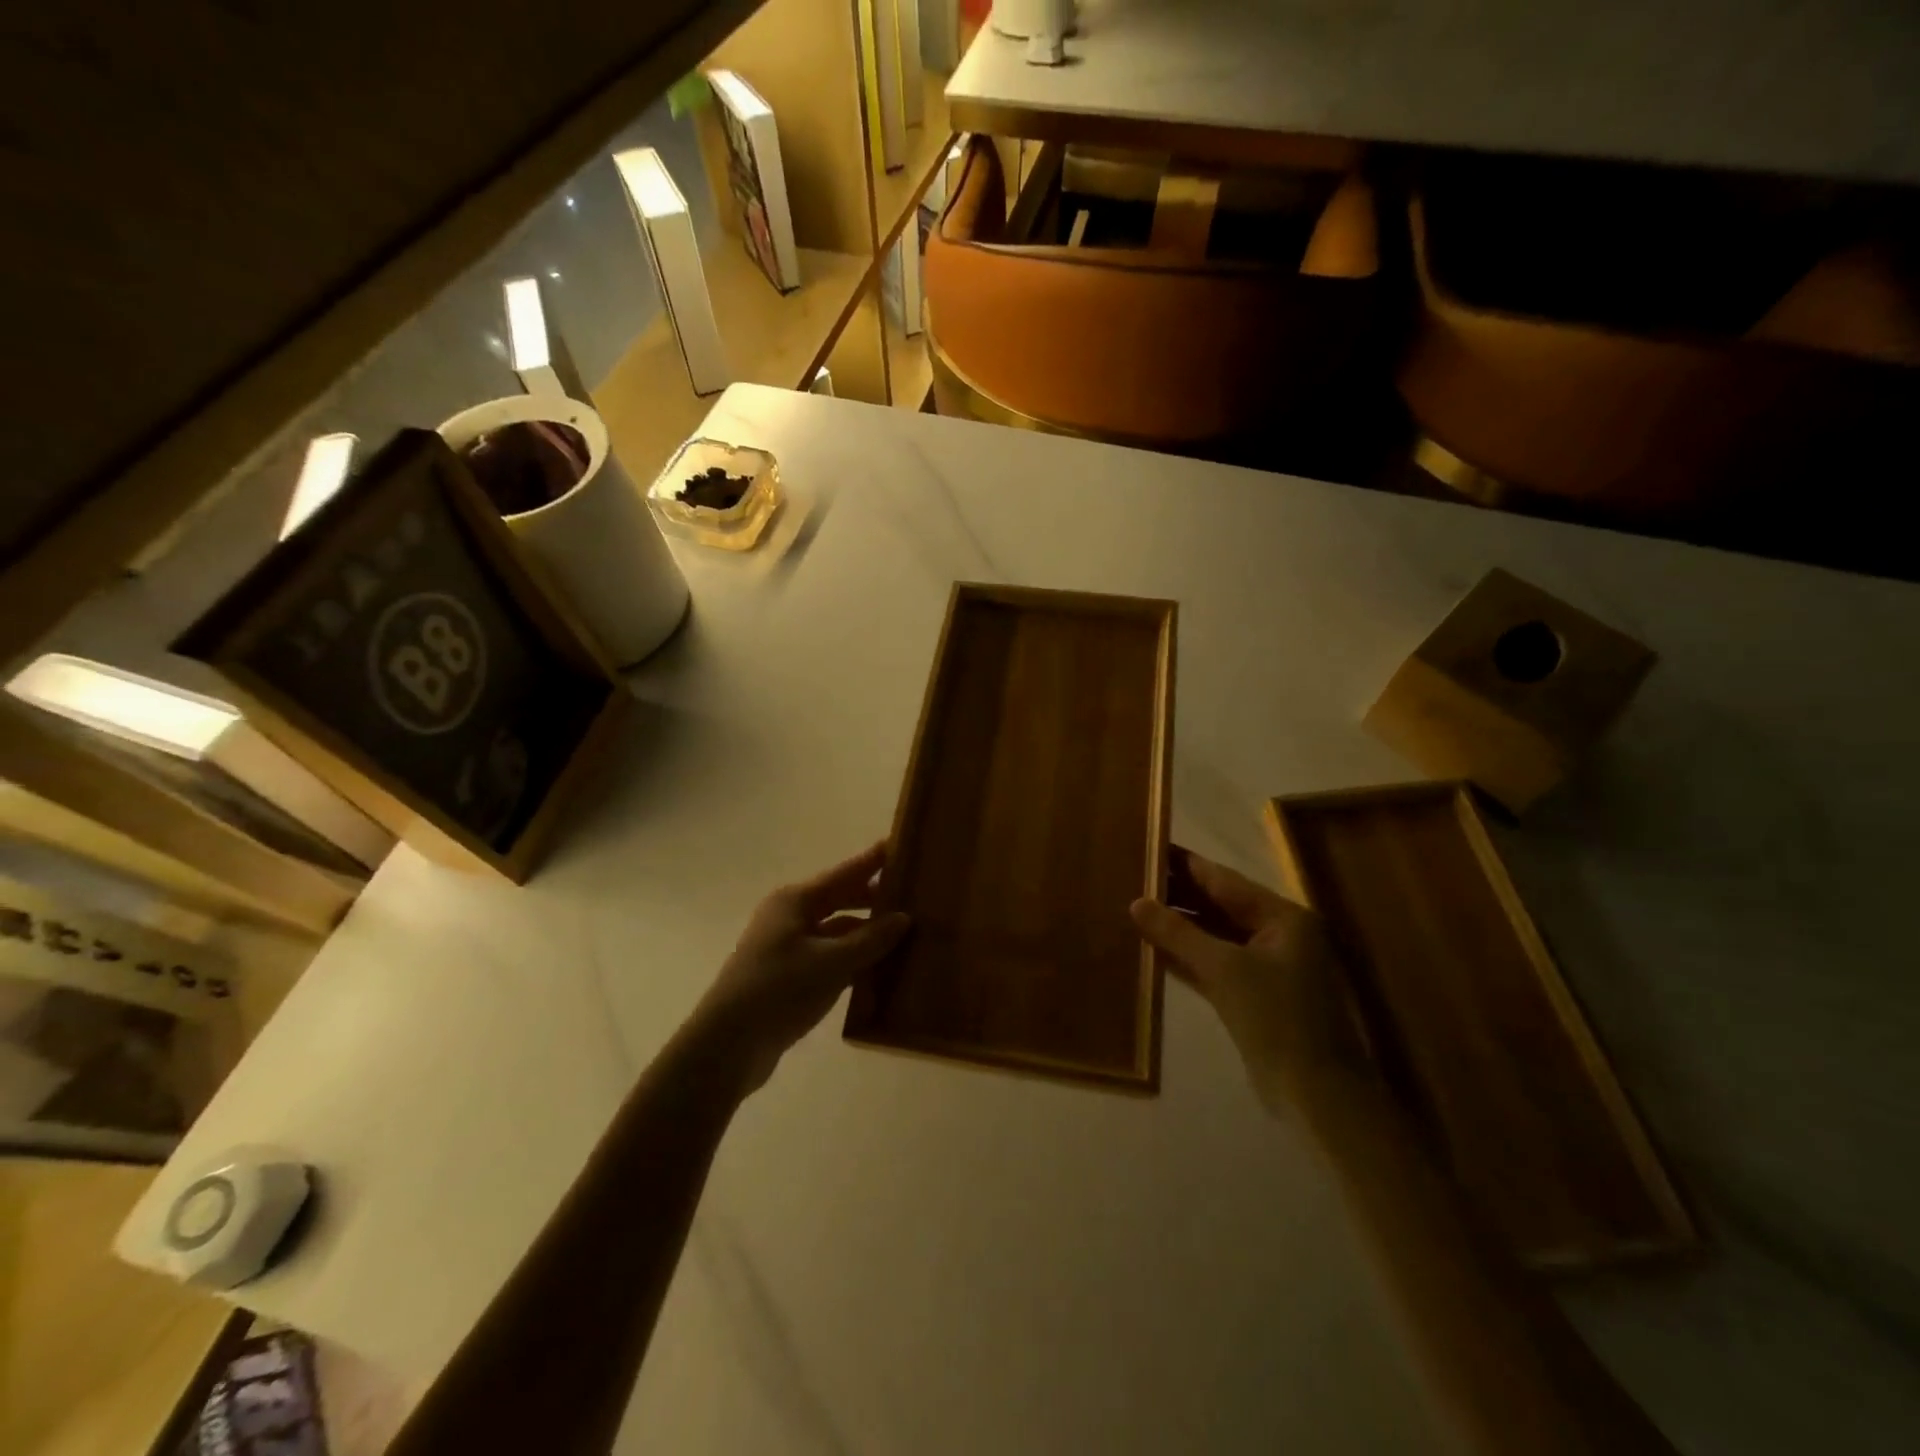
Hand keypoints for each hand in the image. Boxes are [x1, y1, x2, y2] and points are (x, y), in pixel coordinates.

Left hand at [695, 842, 910, 1093]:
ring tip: (909, 934)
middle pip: (841, 899)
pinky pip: (832, 959)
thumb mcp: (831, 963)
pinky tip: (884, 970)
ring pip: (838, 932)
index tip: (902, 844)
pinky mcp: (791, 978)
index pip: (845, 872)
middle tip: (915, 894)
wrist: (728, 1046)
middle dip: (875, 898)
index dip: (873, 860)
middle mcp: (791, 917)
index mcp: (796, 901)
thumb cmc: (778, 990)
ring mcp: (789, 948)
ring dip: (868, 934)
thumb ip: (870, 939)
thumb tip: (904, 918)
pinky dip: (856, 961)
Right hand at [1131, 851, 1369, 1113]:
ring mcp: (1267, 967)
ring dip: (1179, 926)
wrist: (1317, 1095)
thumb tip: (1136, 902)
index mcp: (1283, 917)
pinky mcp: (1254, 996)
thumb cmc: (1277, 1019)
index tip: (1150, 846)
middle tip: (1132, 877)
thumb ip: (1178, 933)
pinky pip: (1214, 964)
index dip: (1186, 865)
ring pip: (1215, 936)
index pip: (1224, 881)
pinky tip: (1153, 948)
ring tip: (1135, 907)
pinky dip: (1188, 956)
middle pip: (1220, 905)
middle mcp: (1277, 935)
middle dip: (1179, 894)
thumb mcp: (1225, 969)